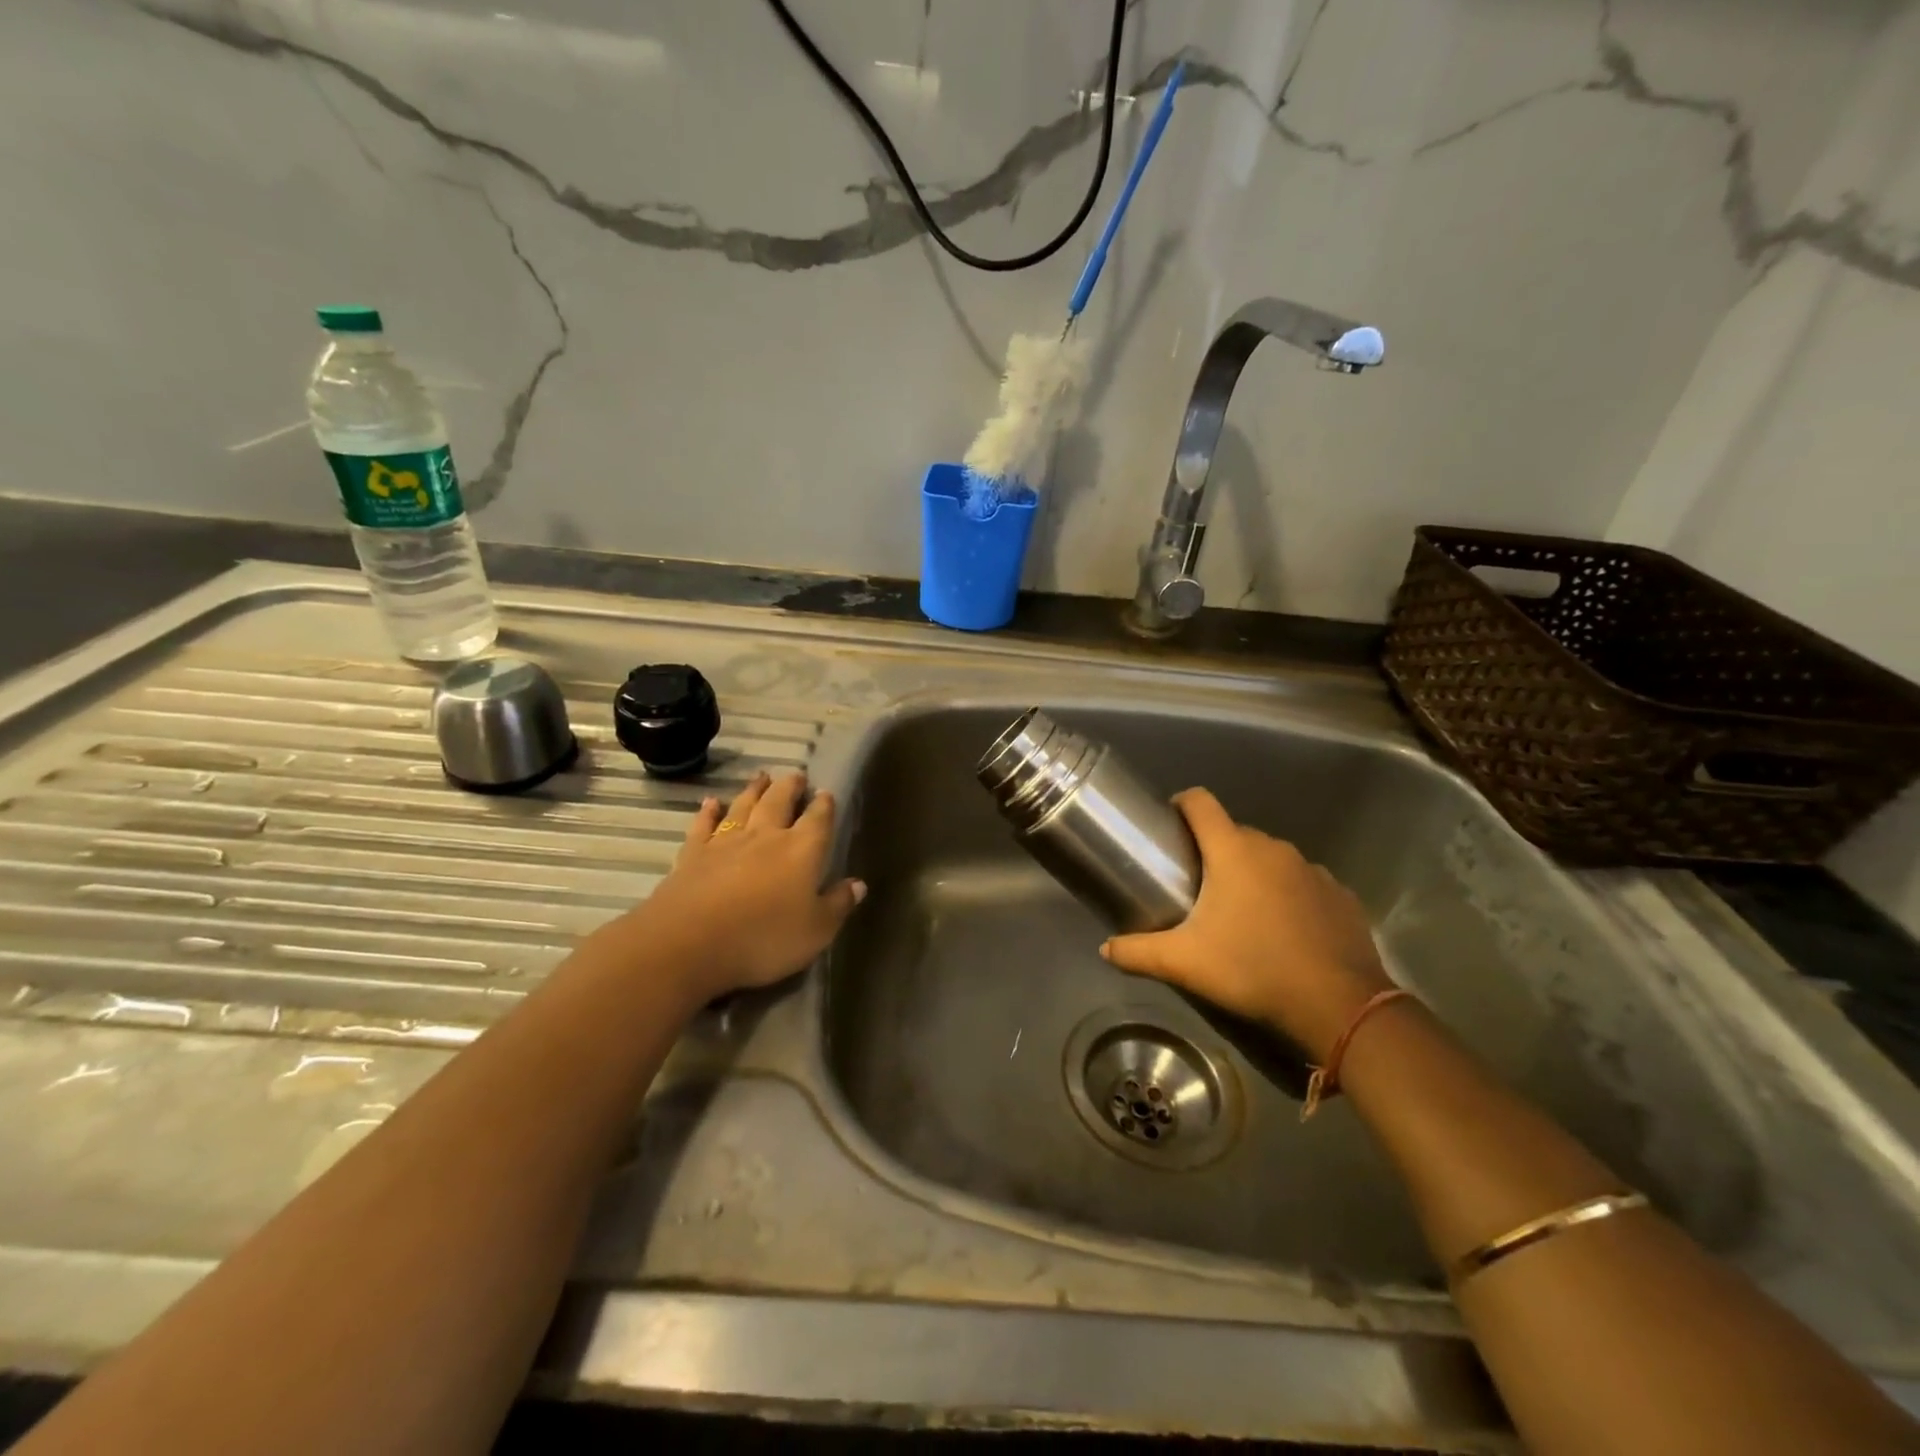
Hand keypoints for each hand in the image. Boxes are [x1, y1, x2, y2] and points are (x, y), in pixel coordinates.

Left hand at [603, 770, 864, 1005]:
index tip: (827, 793)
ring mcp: (726, 842)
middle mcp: (765, 837)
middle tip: (797, 775)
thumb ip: (838, 904)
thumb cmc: (764, 938)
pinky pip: (703, 825)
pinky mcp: (693, 855)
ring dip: (754, 790)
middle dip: (790, 787)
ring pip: (744, 806)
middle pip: (780, 802)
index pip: (818, 820)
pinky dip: (708, 812)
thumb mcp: (816, 931)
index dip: (824, 806)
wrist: (689, 943)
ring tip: (763, 776)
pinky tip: (711, 802)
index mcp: (801, 851)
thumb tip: (858, 884)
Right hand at [1100, 788, 1393, 1062]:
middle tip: (1198, 885)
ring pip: (1270, 858)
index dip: (1181, 804)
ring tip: (1242, 911)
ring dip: (1253, 873)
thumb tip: (1105, 950)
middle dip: (1214, 850)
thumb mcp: (1185, 963)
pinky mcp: (1340, 894)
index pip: (1201, 802)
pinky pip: (1303, 882)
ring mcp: (1312, 869)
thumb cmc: (1252, 969)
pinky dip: (1288, 895)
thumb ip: (1138, 952)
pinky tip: (1284, 929)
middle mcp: (1273, 848)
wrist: (1339, 1005)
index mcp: (1233, 851)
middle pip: (1234, 833)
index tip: (1168, 823)